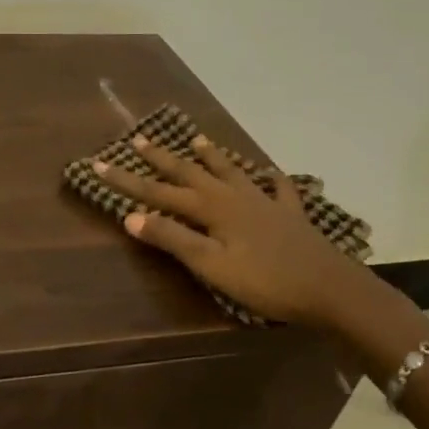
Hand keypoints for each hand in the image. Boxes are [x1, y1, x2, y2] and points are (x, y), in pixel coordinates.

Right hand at [93, 134, 367, 324]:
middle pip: (190, 173)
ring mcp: (264, 202)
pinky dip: (271, 179)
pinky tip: (272, 173)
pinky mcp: (290, 215)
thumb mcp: (211, 265)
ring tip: (197, 139)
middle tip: (139, 140)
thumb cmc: (265, 281)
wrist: (330, 289)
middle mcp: (233, 196)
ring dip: (211, 157)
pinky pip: (278, 189)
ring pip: (231, 172)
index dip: (126, 181)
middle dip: (161, 158)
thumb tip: (131, 217)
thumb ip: (172, 239)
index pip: (158, 192)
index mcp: (211, 209)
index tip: (98, 166)